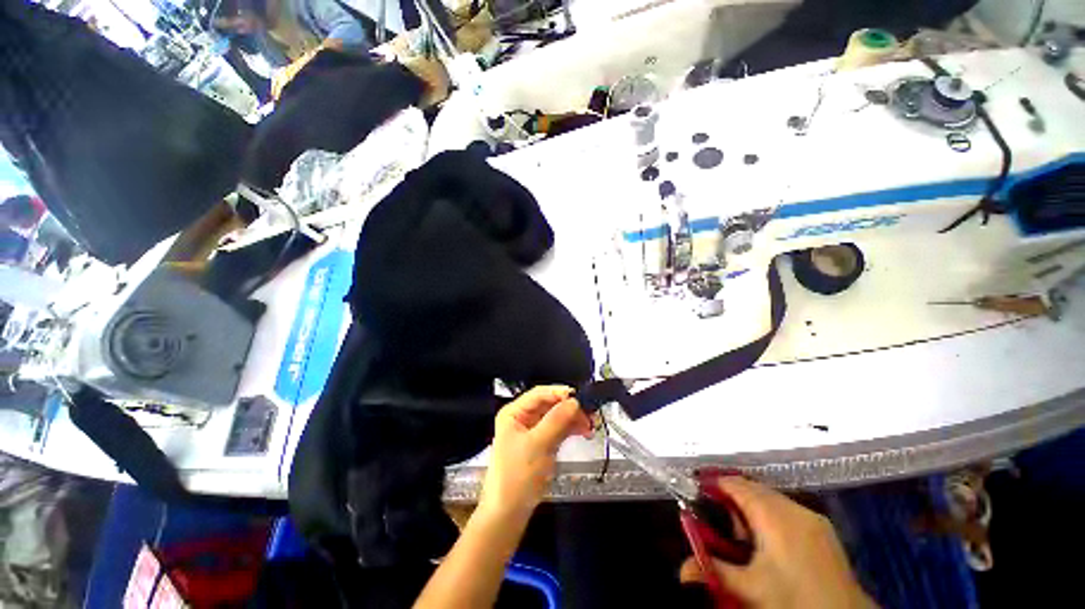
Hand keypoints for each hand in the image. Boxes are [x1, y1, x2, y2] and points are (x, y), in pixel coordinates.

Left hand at [478, 386, 592, 521]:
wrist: (508, 514)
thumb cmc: (517, 476)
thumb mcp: (537, 444)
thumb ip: (556, 420)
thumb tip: (574, 401)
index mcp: (514, 413)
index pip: (539, 394)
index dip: (559, 392)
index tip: (580, 396)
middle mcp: (523, 418)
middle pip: (550, 405)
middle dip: (569, 408)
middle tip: (590, 413)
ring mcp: (533, 431)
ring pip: (556, 417)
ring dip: (573, 419)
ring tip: (591, 425)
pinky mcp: (542, 444)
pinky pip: (558, 430)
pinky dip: (570, 430)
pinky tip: (584, 431)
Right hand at [680, 477, 874, 608]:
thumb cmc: (794, 601)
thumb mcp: (750, 589)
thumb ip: (714, 572)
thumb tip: (683, 569)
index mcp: (774, 515)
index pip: (736, 485)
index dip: (714, 484)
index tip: (697, 492)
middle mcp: (794, 509)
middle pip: (754, 489)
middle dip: (733, 499)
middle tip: (720, 523)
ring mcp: (812, 518)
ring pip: (772, 500)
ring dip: (752, 508)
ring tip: (744, 537)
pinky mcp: (823, 530)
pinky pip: (788, 510)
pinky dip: (771, 516)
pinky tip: (770, 543)